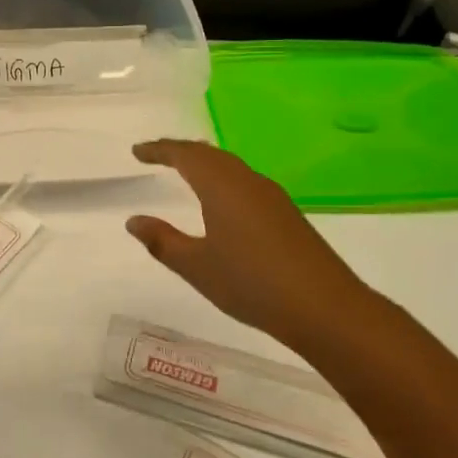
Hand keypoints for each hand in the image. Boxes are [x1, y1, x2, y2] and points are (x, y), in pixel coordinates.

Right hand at [126, 140, 379, 356]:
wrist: (324, 307)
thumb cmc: (251, 283)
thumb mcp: (197, 266)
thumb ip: (162, 241)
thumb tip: (134, 221)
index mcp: (222, 186)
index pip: (185, 155)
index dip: (159, 150)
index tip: (137, 151)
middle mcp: (247, 181)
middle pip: (210, 154)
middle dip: (181, 151)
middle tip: (157, 156)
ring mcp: (271, 196)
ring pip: (231, 167)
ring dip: (205, 164)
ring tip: (186, 172)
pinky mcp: (286, 213)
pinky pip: (245, 182)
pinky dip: (223, 180)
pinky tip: (222, 202)